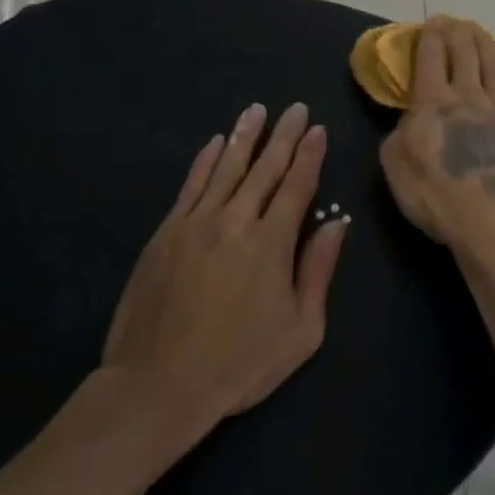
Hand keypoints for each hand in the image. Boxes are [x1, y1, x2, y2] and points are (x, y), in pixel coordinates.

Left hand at [101, 102, 349, 450]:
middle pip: (265, 167)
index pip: (296, 185)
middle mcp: (236, 220)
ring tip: (258, 109)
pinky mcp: (166, 233)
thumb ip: (319, 271)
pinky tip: (215, 142)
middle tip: (296, 108)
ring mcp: (197, 223)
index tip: (318, 130)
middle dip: (284, 135)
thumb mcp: (300, 330)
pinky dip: (205, 160)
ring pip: (227, 167)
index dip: (310, 155)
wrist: (157, 386)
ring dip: (245, 135)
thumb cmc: (238, 364)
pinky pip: (191, 185)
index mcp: (272, 242)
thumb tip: (337, 224)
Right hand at [380, 18, 494, 257]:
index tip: (432, 22)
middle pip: (466, 51)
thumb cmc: (433, 193)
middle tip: (454, 22)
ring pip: (494, 65)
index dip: (431, 34)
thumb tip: (410, 116)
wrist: (487, 219)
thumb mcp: (394, 163)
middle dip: (458, 31)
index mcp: (433, 100)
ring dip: (486, 44)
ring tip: (481, 34)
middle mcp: (469, 94)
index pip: (432, 55)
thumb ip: (398, 131)